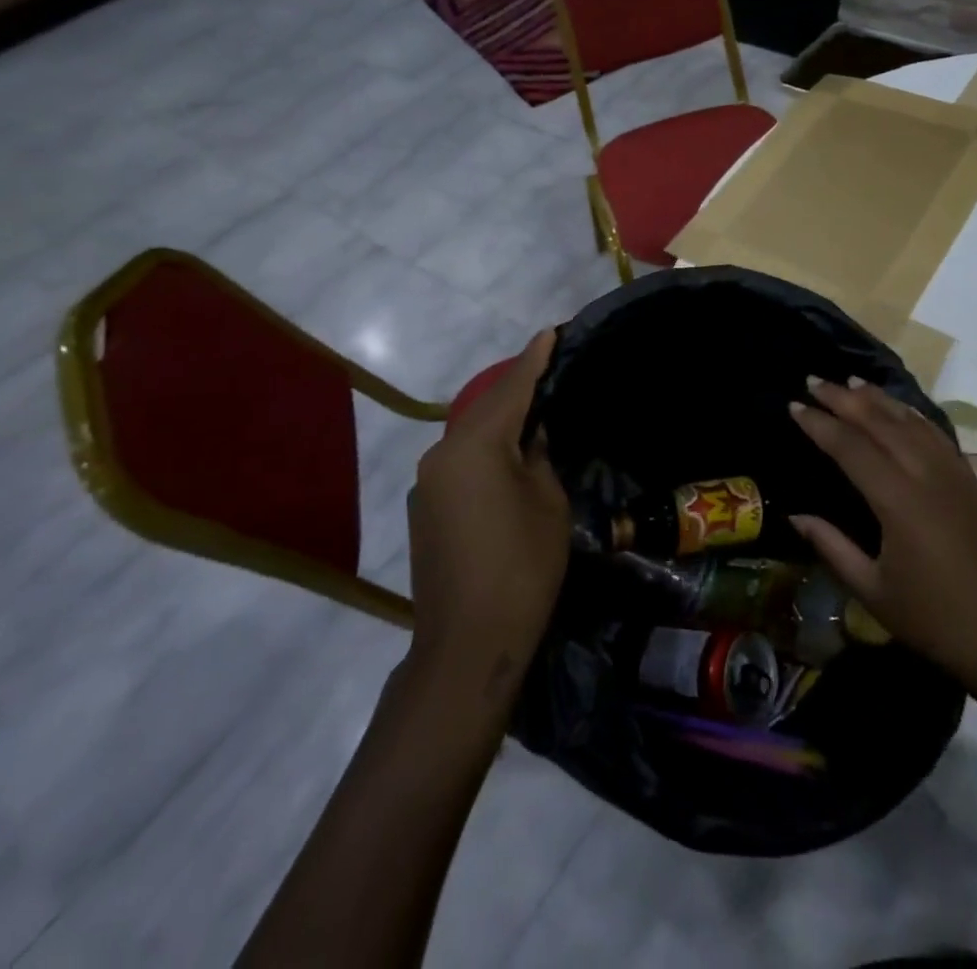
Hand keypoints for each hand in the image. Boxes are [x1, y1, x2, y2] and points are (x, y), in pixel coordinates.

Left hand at [407, 330, 568, 707]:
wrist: (468, 643)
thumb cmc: (522, 565)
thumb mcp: (548, 502)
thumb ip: (539, 457)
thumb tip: (530, 438)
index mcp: (475, 446)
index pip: (512, 390)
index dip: (535, 360)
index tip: (551, 332)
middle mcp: (442, 454)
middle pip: (486, 410)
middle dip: (517, 389)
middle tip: (548, 368)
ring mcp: (428, 484)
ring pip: (471, 438)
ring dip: (500, 423)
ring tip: (533, 412)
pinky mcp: (425, 510)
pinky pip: (461, 465)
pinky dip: (486, 453)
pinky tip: (507, 460)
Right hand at [789, 376, 976, 691]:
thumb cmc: (936, 621)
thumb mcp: (873, 591)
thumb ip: (832, 547)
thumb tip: (796, 516)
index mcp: (899, 501)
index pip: (850, 447)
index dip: (819, 424)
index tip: (793, 405)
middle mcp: (926, 476)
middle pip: (880, 423)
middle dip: (844, 399)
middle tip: (814, 380)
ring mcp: (954, 476)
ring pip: (911, 422)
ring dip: (879, 399)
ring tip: (852, 382)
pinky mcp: (970, 484)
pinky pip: (937, 435)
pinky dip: (912, 415)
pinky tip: (901, 410)